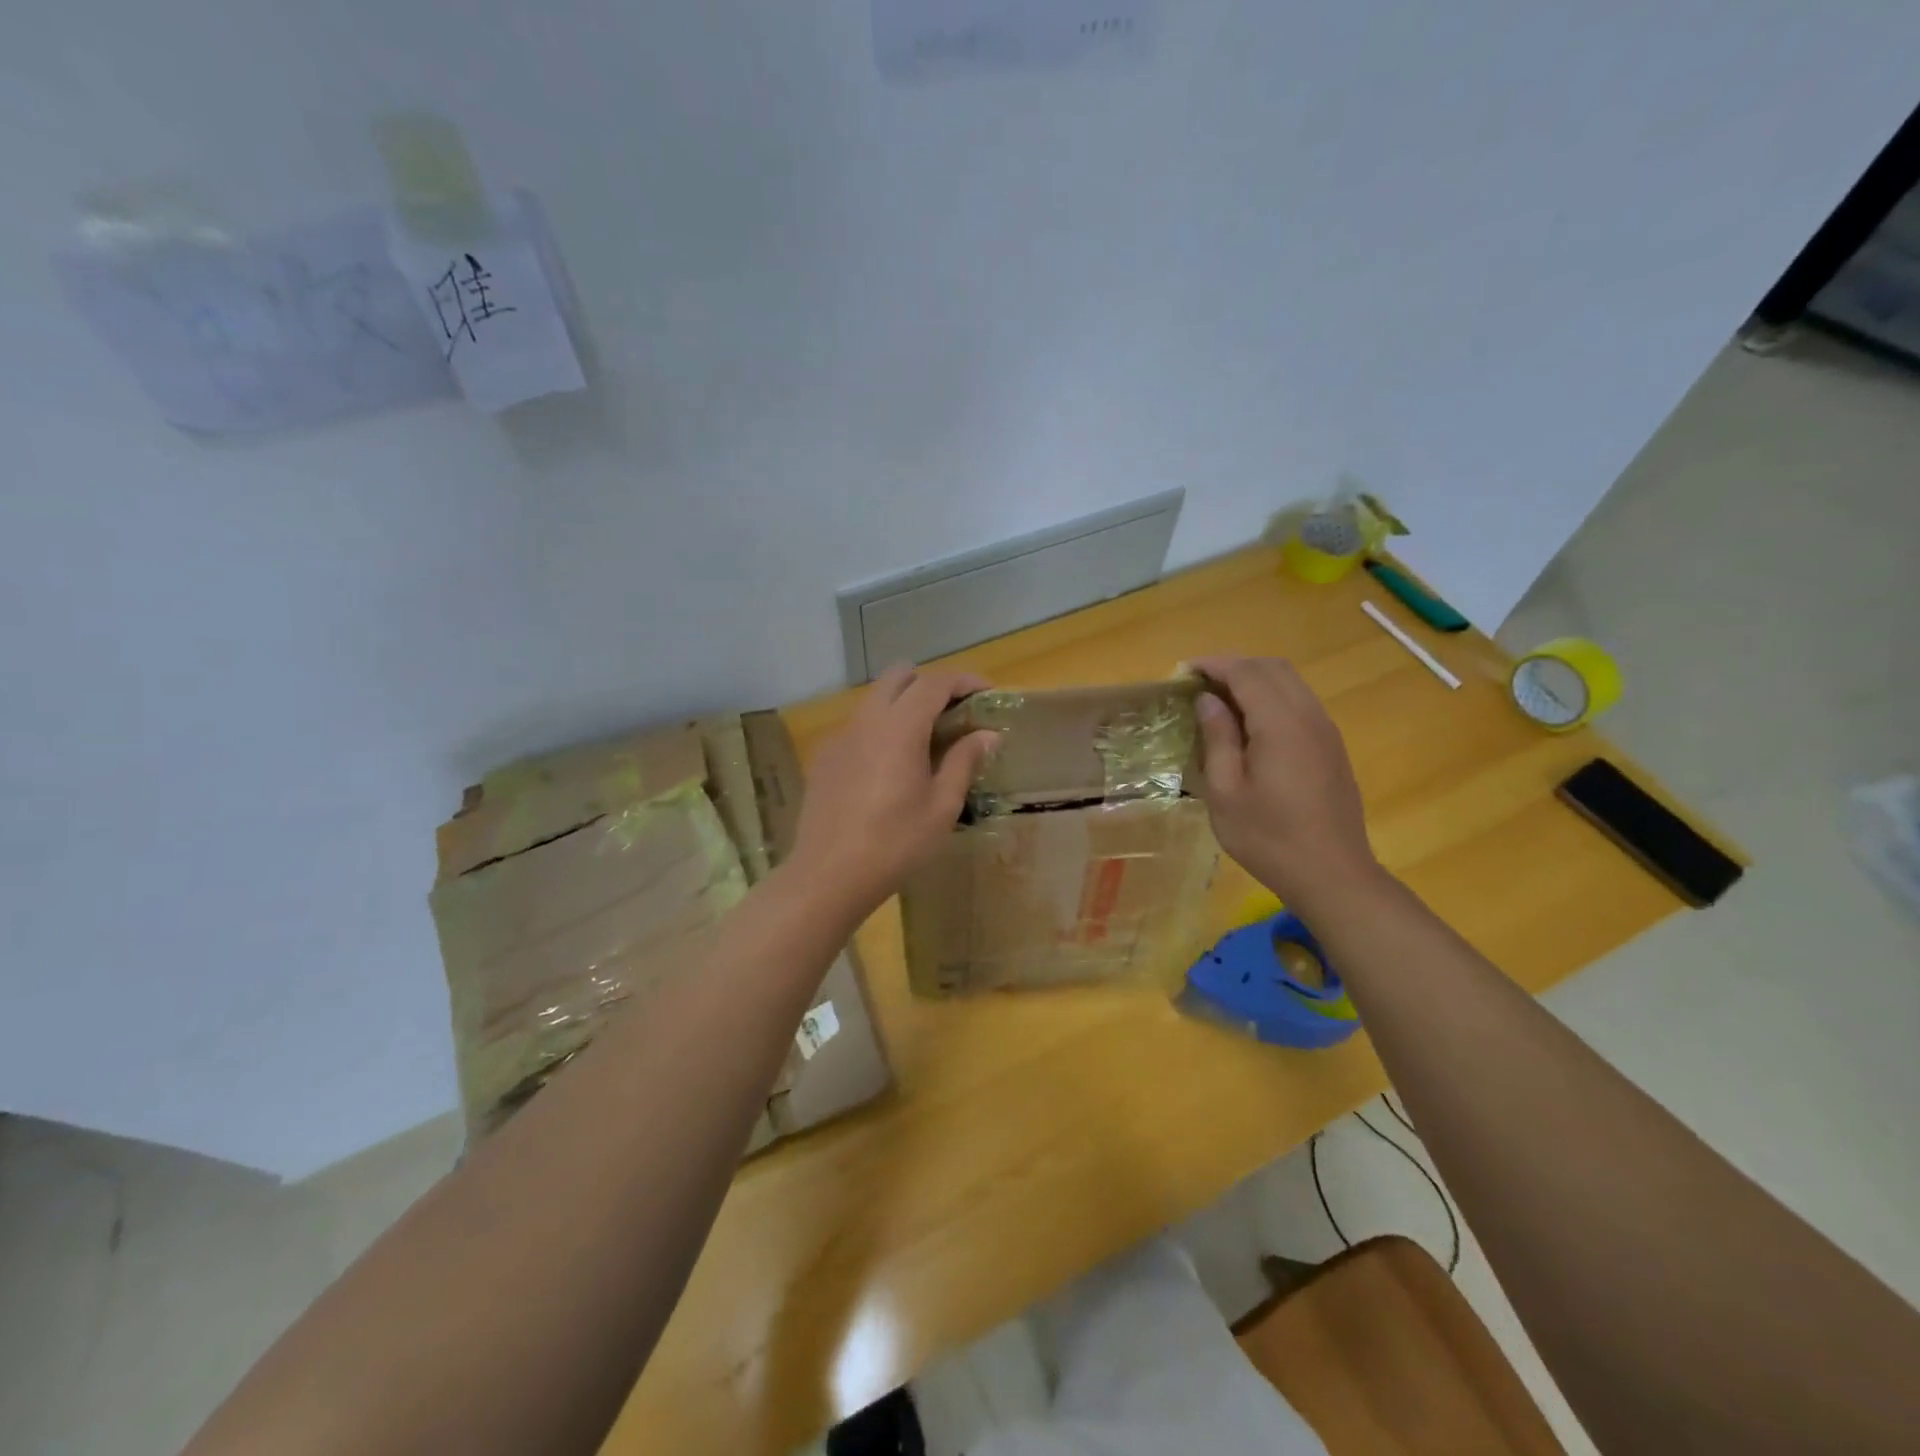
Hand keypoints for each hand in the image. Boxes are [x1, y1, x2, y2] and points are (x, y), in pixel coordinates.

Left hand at [788, 663, 998, 918]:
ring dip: (904, 704)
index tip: (987, 694)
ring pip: (875, 699)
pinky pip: (858, 726)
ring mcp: (840, 737)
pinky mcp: (825, 757)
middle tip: (954, 713)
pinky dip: (881, 728)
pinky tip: (891, 767)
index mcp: (899, 727)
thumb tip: (986, 734)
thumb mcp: (942, 806)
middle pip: (899, 676)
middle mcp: (866, 720)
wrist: (828, 875)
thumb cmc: (895, 843)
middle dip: (930, 684)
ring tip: (926, 740)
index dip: (965, 681)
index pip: (935, 682)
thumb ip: (964, 761)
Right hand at [1189, 656, 1380, 907]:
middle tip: (1199, 684)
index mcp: (1280, 724)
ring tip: (1220, 701)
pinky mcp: (1332, 747)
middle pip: (1273, 668)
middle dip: (1234, 666)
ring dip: (1255, 680)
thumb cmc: (1269, 837)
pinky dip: (1272, 697)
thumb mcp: (1226, 792)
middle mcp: (1308, 716)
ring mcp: (1325, 731)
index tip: (1183, 671)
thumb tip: (1208, 700)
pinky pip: (1300, 702)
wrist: (1332, 874)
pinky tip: (1250, 724)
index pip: (1246, 673)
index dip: (1213, 665)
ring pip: (1291, 682)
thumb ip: (1218, 738)